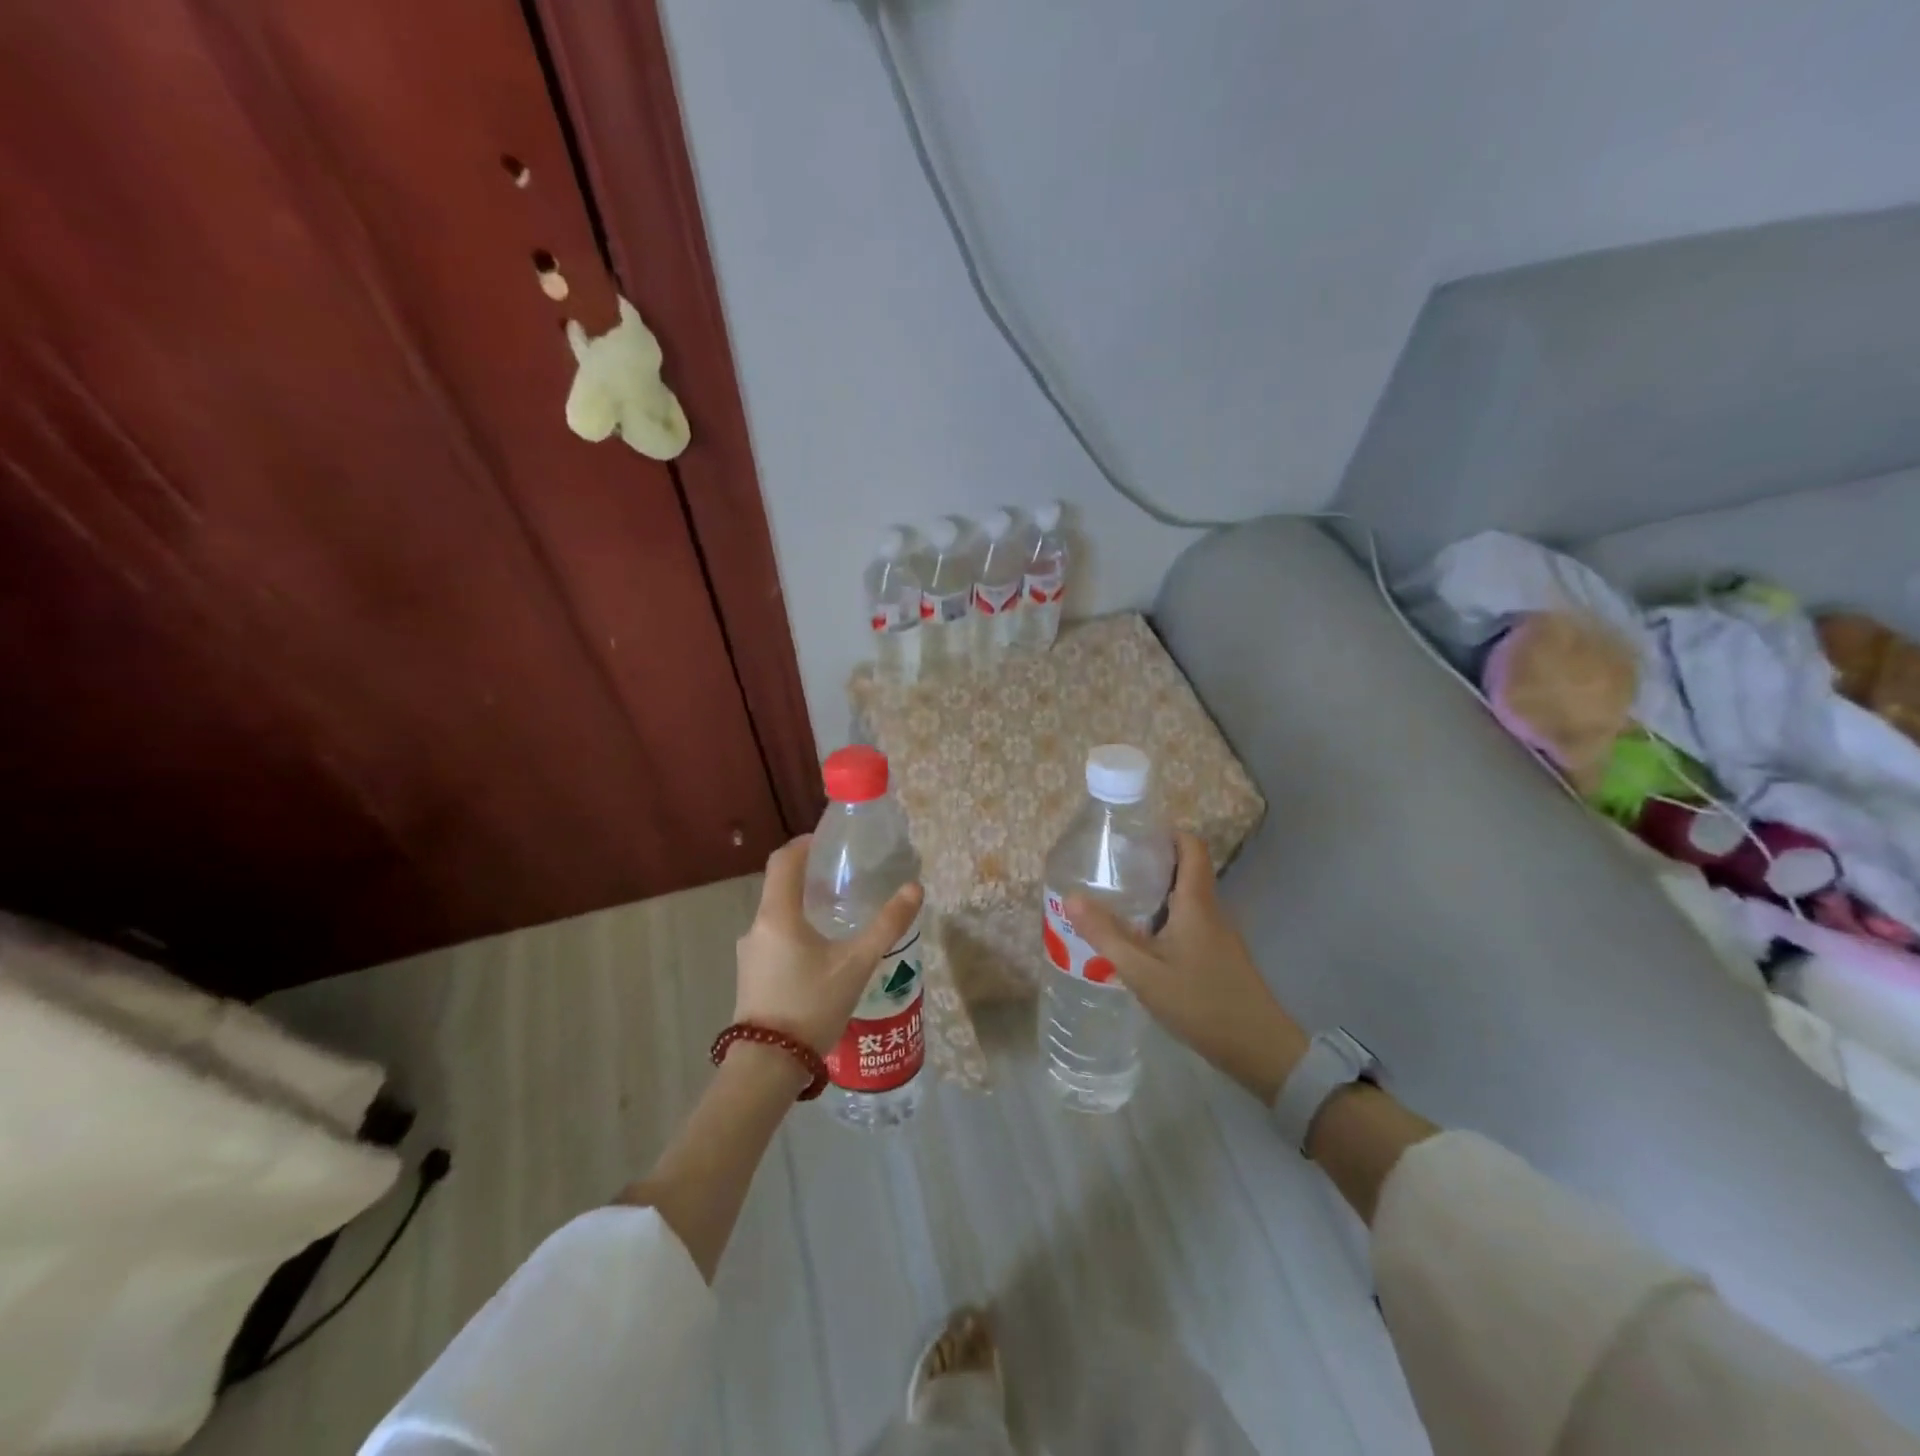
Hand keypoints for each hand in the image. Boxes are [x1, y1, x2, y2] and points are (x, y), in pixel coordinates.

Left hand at [734, 835, 923, 1057]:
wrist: (768, 1067)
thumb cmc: (812, 1006)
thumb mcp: (857, 964)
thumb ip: (887, 925)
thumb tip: (915, 888)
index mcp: (777, 915)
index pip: (783, 860)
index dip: (803, 844)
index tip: (827, 841)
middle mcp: (757, 926)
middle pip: (779, 886)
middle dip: (808, 876)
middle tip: (843, 877)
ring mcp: (749, 953)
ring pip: (777, 915)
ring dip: (803, 907)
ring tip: (837, 915)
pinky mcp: (751, 975)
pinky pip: (774, 938)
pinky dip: (795, 931)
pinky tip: (820, 952)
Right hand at [1066, 832, 1306, 1102]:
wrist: (1259, 1051)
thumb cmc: (1201, 1002)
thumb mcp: (1143, 971)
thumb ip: (1106, 934)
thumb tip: (1071, 896)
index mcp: (1196, 901)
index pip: (1190, 845)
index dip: (1165, 833)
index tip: (1131, 836)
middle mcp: (1211, 909)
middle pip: (1185, 869)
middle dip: (1149, 863)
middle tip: (1110, 869)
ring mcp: (1218, 934)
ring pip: (1185, 899)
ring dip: (1154, 894)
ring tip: (1116, 901)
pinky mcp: (1218, 956)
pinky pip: (1189, 922)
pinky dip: (1164, 920)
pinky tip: (1139, 941)